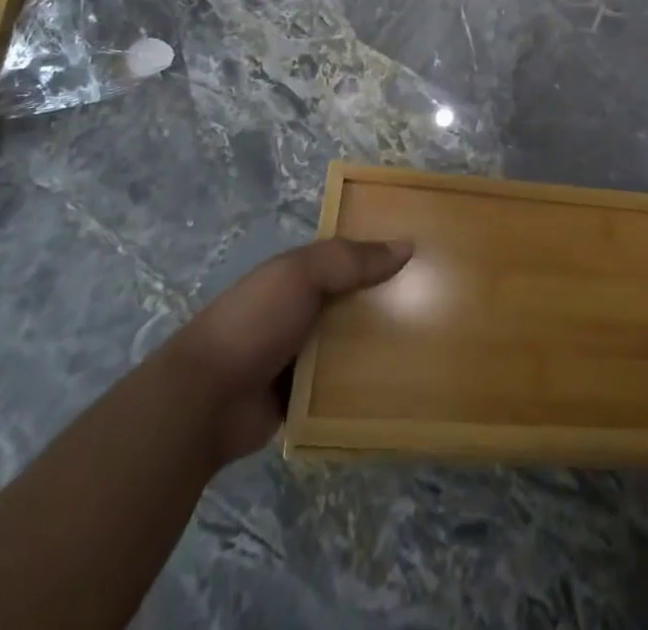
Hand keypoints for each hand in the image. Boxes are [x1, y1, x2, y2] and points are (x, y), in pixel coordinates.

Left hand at [171, 238, 412, 468]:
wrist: (206, 400)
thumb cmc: (255, 321)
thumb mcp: (301, 275)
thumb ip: (351, 259)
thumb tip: (408, 246)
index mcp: (301, 273)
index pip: (350, 255)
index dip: (383, 251)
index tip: (426, 254)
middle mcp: (305, 309)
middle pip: (357, 300)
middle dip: (390, 300)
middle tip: (441, 302)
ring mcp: (304, 355)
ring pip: (354, 344)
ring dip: (383, 346)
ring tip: (433, 348)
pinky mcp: (304, 398)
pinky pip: (344, 387)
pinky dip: (367, 387)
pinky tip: (404, 388)